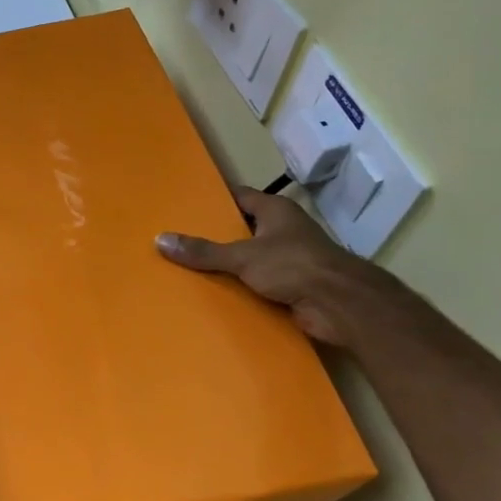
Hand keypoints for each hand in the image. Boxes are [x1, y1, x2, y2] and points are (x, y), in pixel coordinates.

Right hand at [156, 188, 375, 345]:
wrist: (340, 304)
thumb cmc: (293, 265)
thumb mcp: (241, 256)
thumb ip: (203, 251)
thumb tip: (160, 240)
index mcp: (275, 211)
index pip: (240, 197)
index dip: (216, 200)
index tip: (188, 206)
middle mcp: (284, 230)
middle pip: (244, 228)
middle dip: (217, 236)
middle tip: (182, 241)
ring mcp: (291, 259)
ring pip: (252, 258)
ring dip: (230, 266)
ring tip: (191, 270)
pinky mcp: (294, 286)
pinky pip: (261, 283)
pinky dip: (243, 289)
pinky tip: (218, 295)